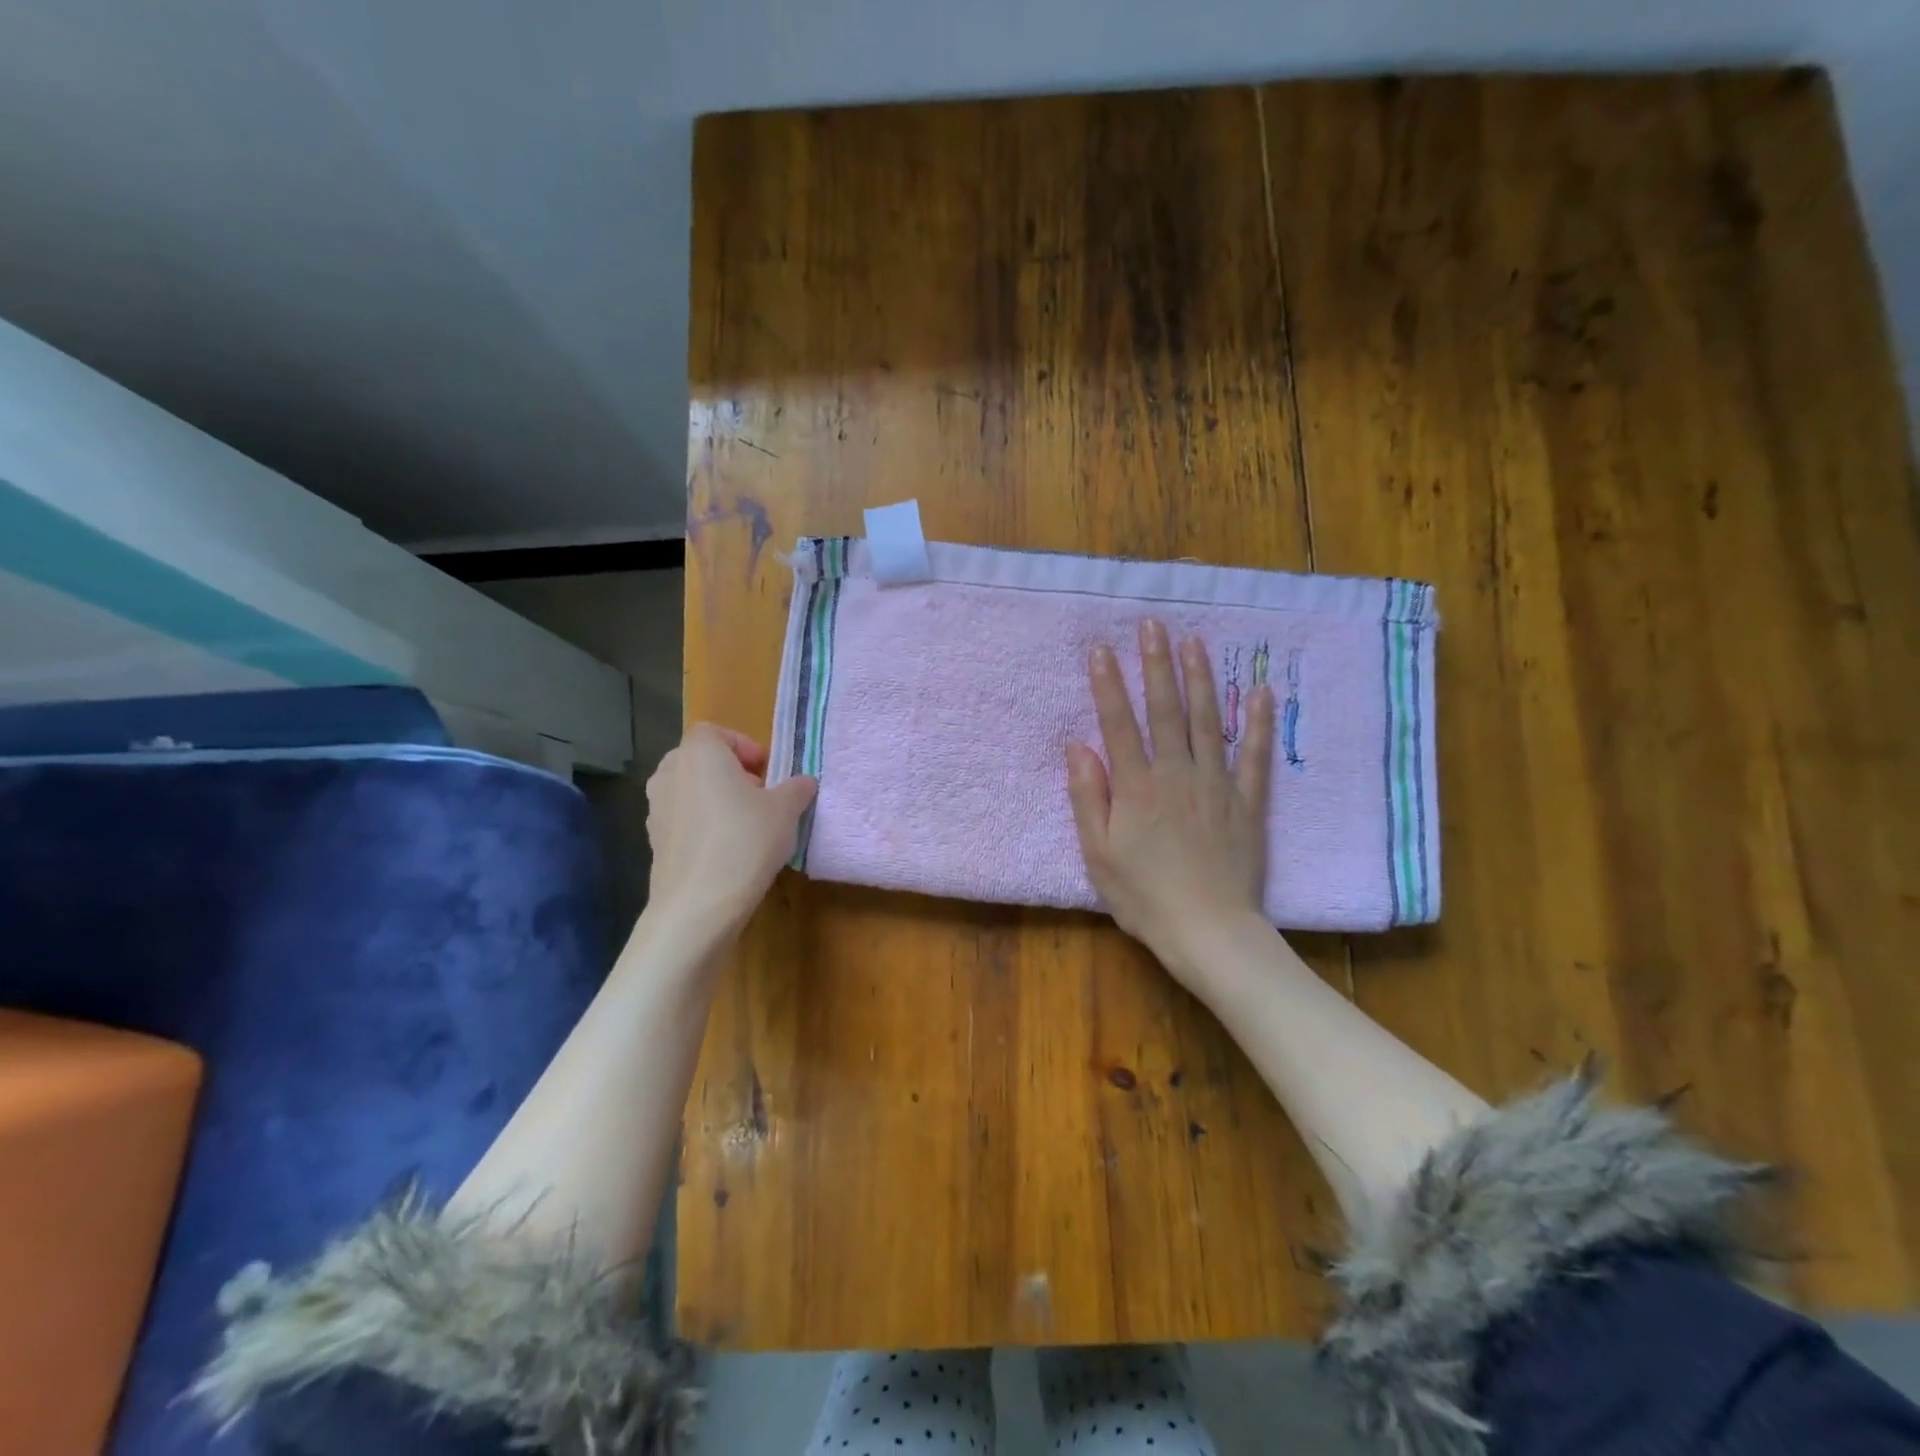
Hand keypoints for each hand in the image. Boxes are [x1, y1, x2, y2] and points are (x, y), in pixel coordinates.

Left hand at [644, 723, 816, 949]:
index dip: (744, 746)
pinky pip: (683, 819)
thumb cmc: (745, 841)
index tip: (766, 771)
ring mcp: (656, 808)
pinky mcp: (654, 840)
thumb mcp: (786, 810)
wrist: (698, 905)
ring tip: (746, 825)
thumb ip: (797, 788)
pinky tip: (727, 851)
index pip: (716, 732)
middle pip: (701, 760)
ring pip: (690, 790)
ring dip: (716, 798)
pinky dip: (703, 825)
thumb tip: (804, 783)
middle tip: (760, 796)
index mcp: (700, 754)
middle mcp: (670, 773)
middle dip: (731, 773)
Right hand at [1066, 620, 1274, 992]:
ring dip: (1201, 679)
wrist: (1209, 932)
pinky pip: (1254, 756)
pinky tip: (1261, 691)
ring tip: (1195, 642)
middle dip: (1157, 665)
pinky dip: (1259, 723)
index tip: (1100, 649)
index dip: (1108, 685)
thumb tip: (1078, 747)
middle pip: (1165, 711)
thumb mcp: (1098, 854)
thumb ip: (1088, 797)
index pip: (1119, 724)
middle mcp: (1177, 774)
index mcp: (1137, 788)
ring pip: (1208, 721)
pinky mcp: (1247, 802)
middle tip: (1153, 625)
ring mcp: (1216, 785)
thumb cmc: (1144, 897)